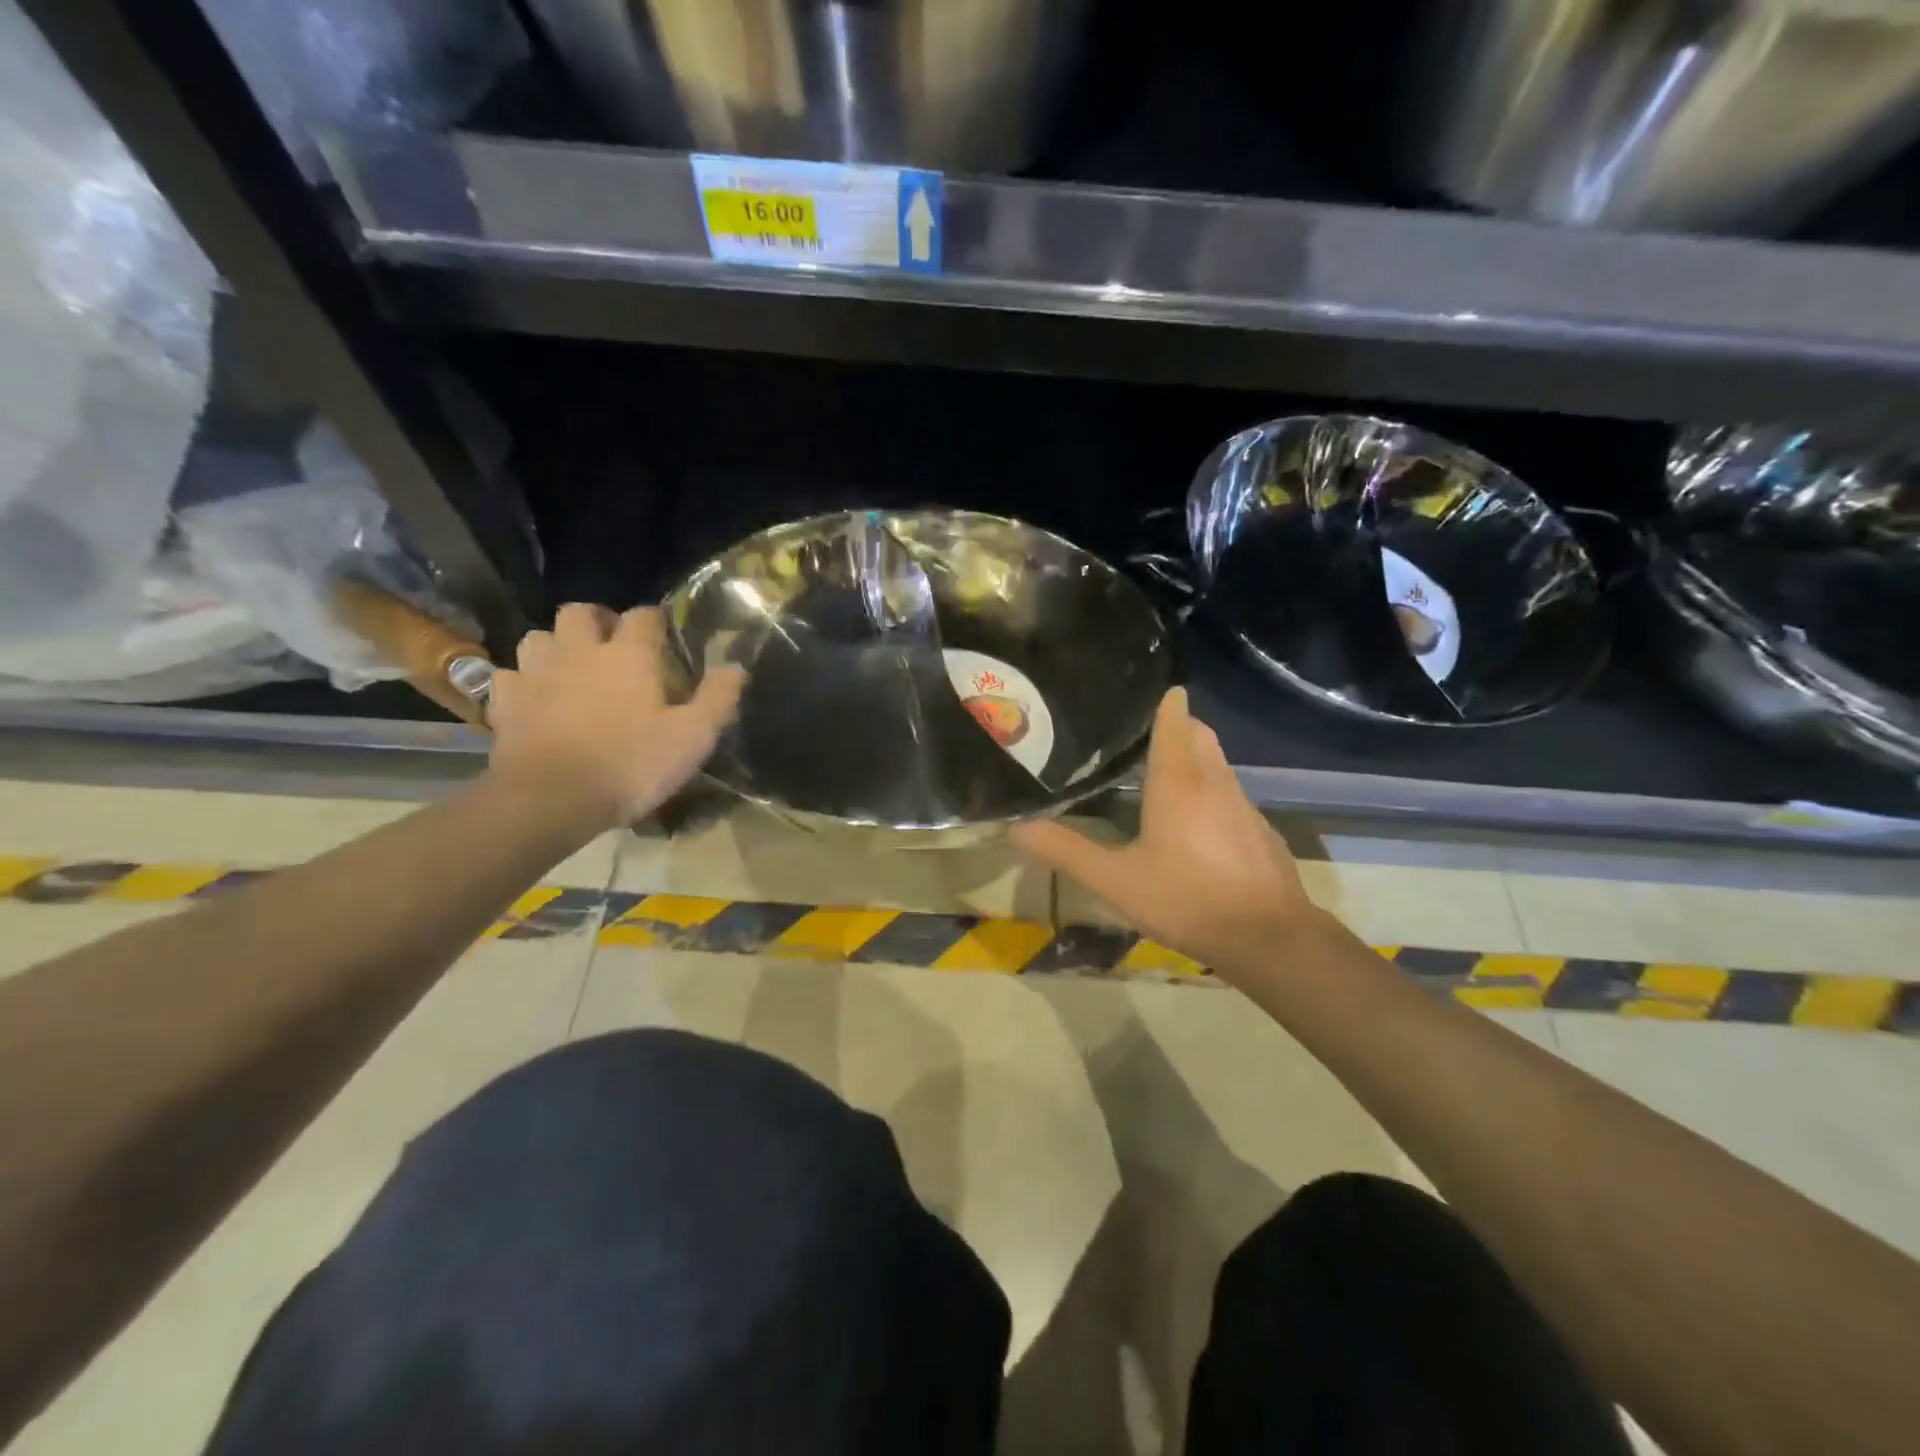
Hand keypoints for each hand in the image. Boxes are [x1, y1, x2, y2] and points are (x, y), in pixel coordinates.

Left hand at [486, 604, 745, 829]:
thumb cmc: (630, 764)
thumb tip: (736, 667)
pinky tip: (534, 698)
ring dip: (556, 645)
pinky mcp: (505, 702)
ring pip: (539, 637)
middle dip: (597, 620)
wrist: (551, 799)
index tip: (664, 636)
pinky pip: (509, 676)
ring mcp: (536, 673)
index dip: (655, 620)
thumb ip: (718, 698)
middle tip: (612, 644)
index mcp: (629, 655)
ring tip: (571, 667)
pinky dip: (523, 681)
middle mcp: (579, 651)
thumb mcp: (693, 737)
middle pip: (580, 612)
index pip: (643, 616)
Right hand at [1010, 688, 1318, 982]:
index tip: (1143, 695)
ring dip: (1194, 760)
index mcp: (1178, 781)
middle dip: (1178, 726)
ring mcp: (1244, 806)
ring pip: (1218, 765)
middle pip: (1200, 735)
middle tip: (1142, 737)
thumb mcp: (1115, 880)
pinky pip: (1232, 796)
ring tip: (1162, 777)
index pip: (1175, 720)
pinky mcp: (1261, 832)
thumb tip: (1016, 827)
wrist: (1269, 939)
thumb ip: (1066, 851)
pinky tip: (1196, 828)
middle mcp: (1215, 782)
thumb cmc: (1186, 899)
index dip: (1163, 703)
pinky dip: (1211, 794)